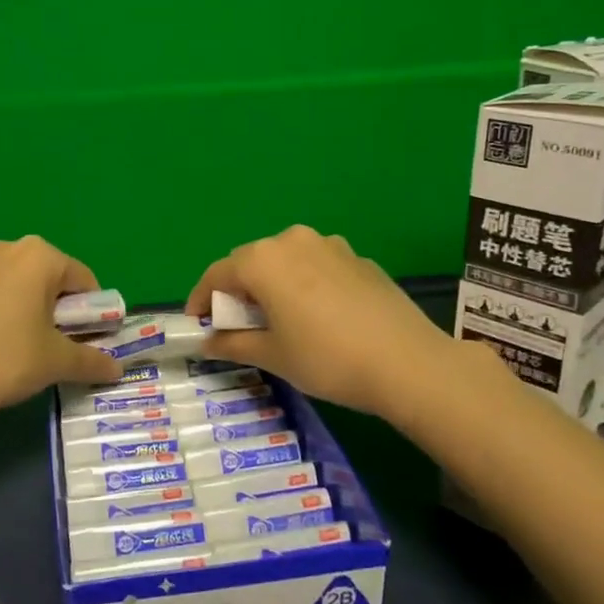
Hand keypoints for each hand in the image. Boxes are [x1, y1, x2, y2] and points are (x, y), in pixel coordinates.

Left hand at [0, 236, 121, 426]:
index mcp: (39, 256)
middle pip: (48, 278)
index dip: (92, 313)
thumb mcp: (56, 362)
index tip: (87, 341)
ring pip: (15, 284)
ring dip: (26, 308)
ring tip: (20, 347)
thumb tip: (116, 370)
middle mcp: (5, 248)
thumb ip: (91, 361)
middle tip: (54, 346)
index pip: (83, 281)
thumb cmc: (6, 360)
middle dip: (57, 308)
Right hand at [185, 225, 485, 422]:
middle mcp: (292, 241)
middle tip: (236, 324)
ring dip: (271, 284)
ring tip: (277, 318)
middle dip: (236, 290)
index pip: (217, 274)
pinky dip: (303, 284)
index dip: (201, 299)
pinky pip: (316, 265)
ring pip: (285, 261)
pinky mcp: (358, 258)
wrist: (407, 362)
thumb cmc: (326, 359)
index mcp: (263, 260)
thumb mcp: (272, 355)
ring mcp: (330, 245)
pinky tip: (317, 315)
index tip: (197, 324)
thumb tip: (207, 342)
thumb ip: (232, 343)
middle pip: (250, 262)